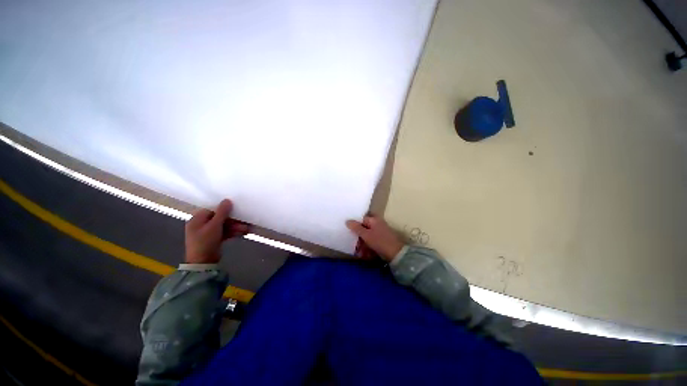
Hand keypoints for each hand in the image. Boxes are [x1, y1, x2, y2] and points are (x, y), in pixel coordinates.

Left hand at [185, 199, 249, 263]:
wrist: (202, 263)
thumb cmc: (205, 242)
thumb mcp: (214, 225)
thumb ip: (222, 212)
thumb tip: (227, 200)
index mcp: (197, 219)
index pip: (212, 210)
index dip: (224, 209)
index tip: (236, 210)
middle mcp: (201, 225)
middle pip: (220, 218)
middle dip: (233, 221)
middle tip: (244, 222)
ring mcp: (207, 233)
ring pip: (224, 226)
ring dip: (235, 227)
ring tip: (247, 229)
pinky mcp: (214, 239)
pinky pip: (224, 232)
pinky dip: (232, 232)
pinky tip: (242, 233)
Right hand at [346, 215, 403, 261]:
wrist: (396, 253)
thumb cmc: (380, 241)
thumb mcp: (366, 235)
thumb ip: (356, 228)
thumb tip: (347, 221)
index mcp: (374, 220)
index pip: (361, 220)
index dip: (355, 226)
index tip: (349, 233)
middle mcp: (377, 225)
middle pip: (364, 230)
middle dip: (358, 239)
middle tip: (354, 247)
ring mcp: (381, 233)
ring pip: (368, 237)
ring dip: (363, 245)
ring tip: (359, 254)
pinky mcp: (383, 241)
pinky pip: (373, 243)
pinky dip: (368, 248)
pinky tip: (366, 255)